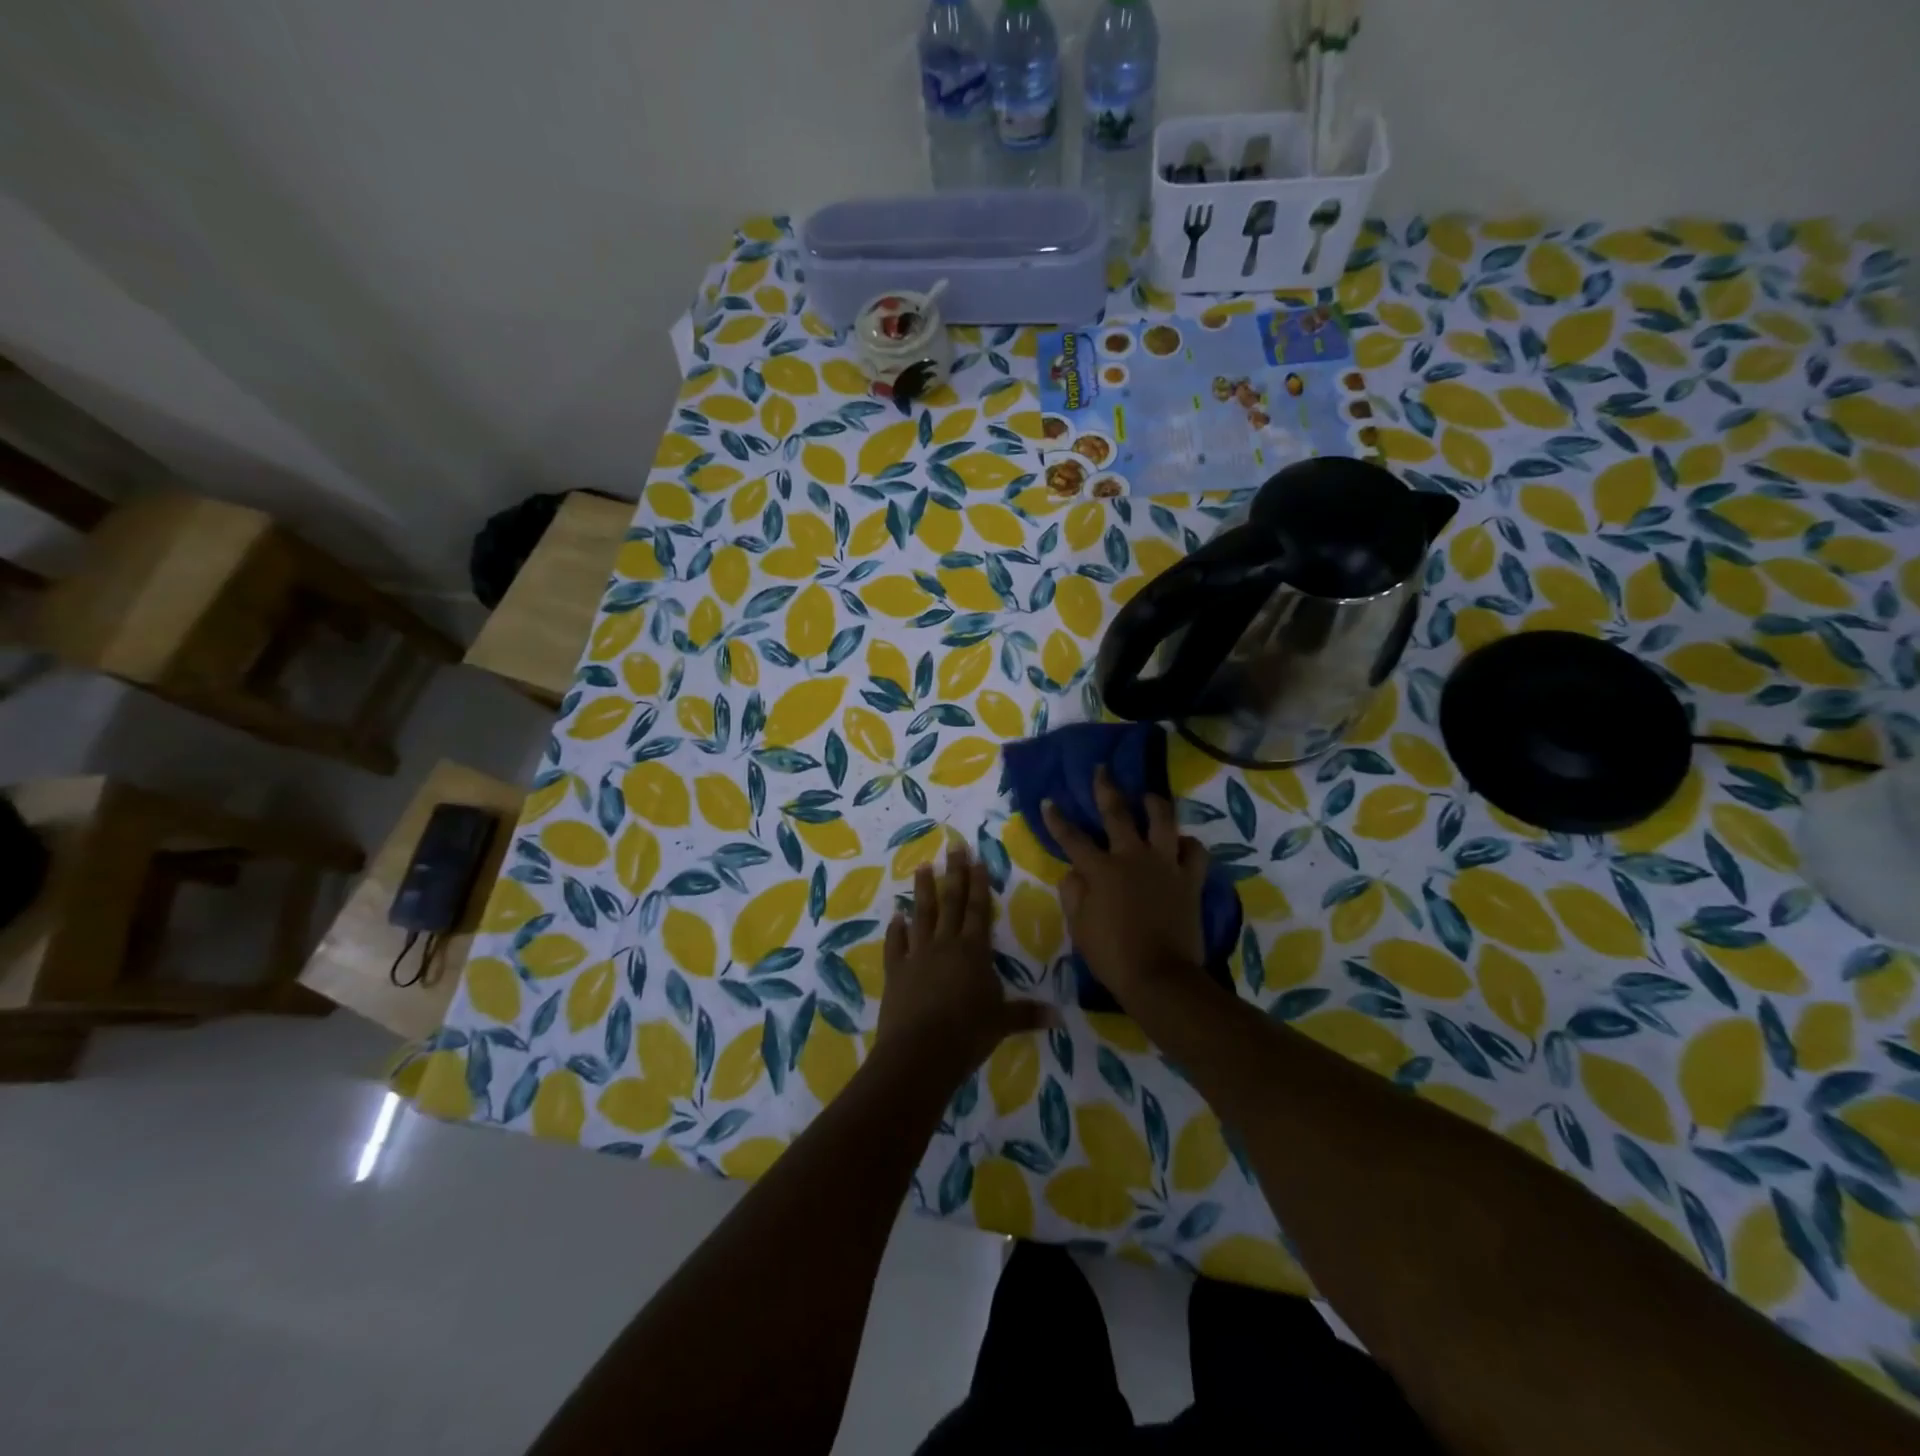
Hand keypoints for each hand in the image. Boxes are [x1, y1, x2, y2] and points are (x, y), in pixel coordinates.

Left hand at [877, 842, 1055, 1072]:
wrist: (920, 1052)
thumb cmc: (967, 1034)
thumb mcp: (1002, 1023)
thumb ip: (1027, 1014)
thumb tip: (1059, 1017)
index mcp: (973, 951)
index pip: (979, 910)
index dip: (979, 884)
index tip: (977, 859)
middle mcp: (945, 944)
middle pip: (951, 902)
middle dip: (954, 874)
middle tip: (953, 847)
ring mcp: (917, 955)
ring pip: (921, 915)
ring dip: (923, 891)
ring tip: (923, 867)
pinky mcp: (896, 971)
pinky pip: (896, 944)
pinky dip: (895, 930)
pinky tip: (895, 917)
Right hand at [1042, 766, 1212, 1008]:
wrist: (1160, 977)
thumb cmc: (1112, 954)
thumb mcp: (1079, 926)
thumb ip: (1073, 893)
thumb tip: (1074, 872)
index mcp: (1101, 869)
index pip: (1072, 838)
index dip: (1058, 819)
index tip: (1049, 801)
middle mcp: (1132, 857)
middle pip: (1118, 813)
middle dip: (1106, 788)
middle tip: (1102, 769)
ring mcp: (1165, 865)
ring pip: (1163, 821)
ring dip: (1154, 803)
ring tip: (1148, 796)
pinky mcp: (1189, 879)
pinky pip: (1195, 852)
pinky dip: (1188, 844)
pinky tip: (1181, 843)